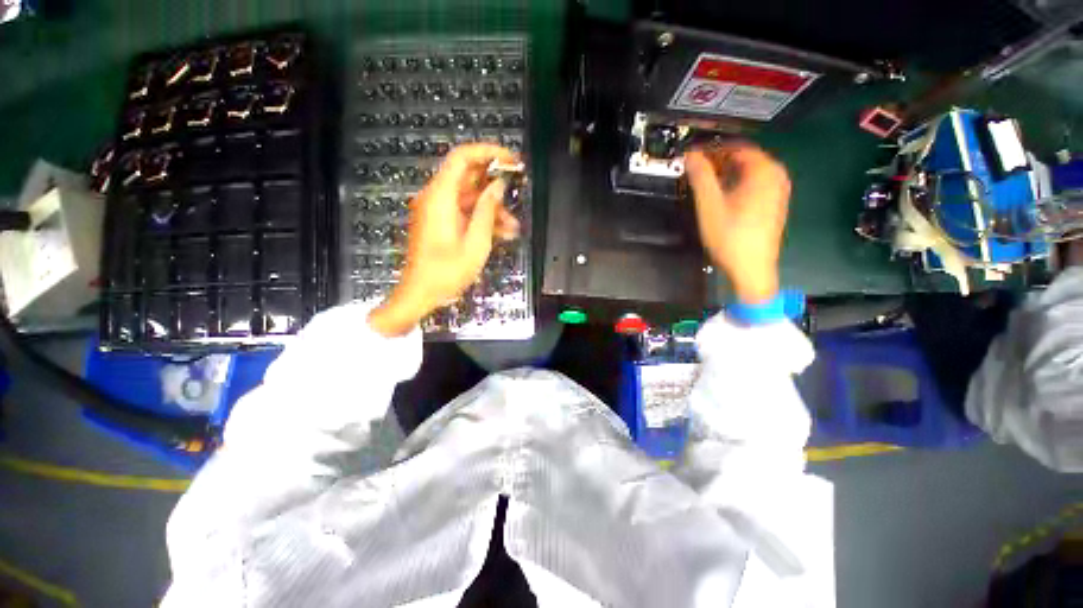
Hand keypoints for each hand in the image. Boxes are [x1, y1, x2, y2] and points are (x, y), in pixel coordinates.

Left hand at [369, 143, 519, 336]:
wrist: (421, 294)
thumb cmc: (447, 272)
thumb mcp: (475, 242)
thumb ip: (487, 210)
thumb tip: (498, 186)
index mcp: (440, 197)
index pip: (462, 157)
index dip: (488, 152)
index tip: (512, 160)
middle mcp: (436, 198)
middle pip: (467, 176)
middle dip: (494, 184)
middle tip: (518, 190)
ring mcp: (438, 211)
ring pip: (469, 197)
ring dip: (492, 208)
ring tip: (514, 226)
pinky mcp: (440, 223)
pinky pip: (464, 212)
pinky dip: (482, 219)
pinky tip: (503, 233)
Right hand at [684, 143, 790, 304]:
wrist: (751, 269)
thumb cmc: (730, 237)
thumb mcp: (709, 206)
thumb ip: (700, 177)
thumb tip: (690, 156)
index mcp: (764, 171)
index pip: (736, 147)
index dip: (711, 149)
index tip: (692, 155)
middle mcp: (776, 176)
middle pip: (744, 158)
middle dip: (718, 161)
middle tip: (695, 170)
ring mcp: (778, 191)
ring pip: (749, 172)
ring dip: (726, 173)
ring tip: (704, 184)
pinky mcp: (774, 205)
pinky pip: (754, 184)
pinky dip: (737, 184)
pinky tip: (722, 197)